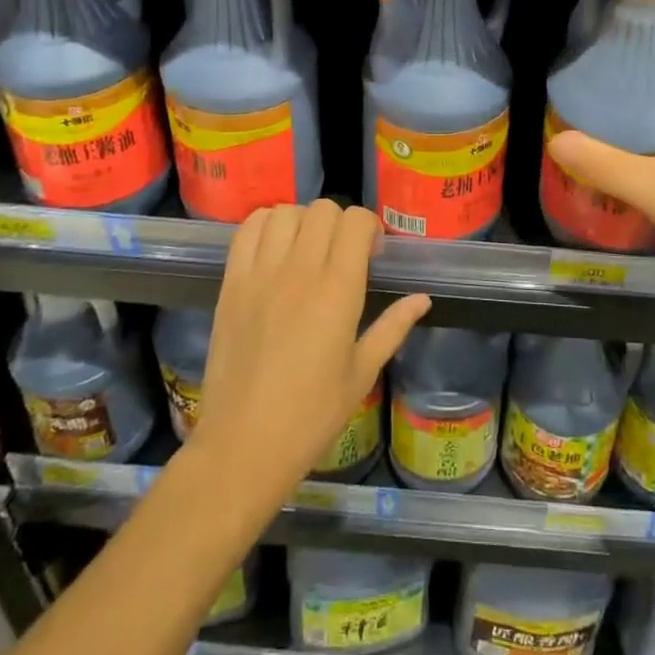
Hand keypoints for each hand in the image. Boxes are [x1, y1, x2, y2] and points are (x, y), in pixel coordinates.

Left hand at [195, 201, 430, 499]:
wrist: (243, 446)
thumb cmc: (311, 416)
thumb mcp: (362, 373)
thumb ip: (393, 327)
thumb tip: (423, 298)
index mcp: (338, 291)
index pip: (356, 221)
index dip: (368, 227)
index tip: (371, 252)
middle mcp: (299, 271)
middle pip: (323, 209)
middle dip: (340, 223)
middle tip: (341, 253)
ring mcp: (260, 274)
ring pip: (286, 212)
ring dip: (303, 221)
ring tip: (306, 248)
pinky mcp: (231, 283)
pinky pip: (247, 229)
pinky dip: (265, 225)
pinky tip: (275, 247)